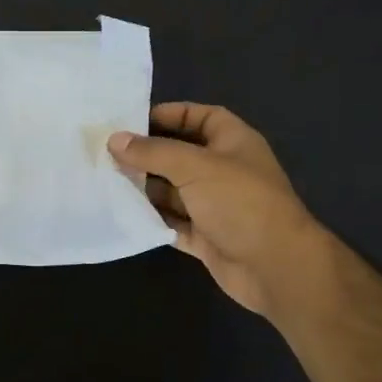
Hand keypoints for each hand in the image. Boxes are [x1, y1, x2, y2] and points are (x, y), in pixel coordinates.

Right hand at [109, 103, 329, 317]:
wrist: (275, 266)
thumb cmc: (240, 202)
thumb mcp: (194, 166)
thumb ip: (153, 152)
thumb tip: (115, 139)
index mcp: (233, 142)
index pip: (201, 117)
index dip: (171, 114)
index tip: (134, 121)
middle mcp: (224, 170)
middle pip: (181, 155)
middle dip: (148, 154)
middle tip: (107, 153)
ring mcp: (215, 205)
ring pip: (174, 191)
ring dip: (145, 188)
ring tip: (107, 182)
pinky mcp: (206, 236)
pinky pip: (173, 222)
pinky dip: (152, 219)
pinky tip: (123, 214)